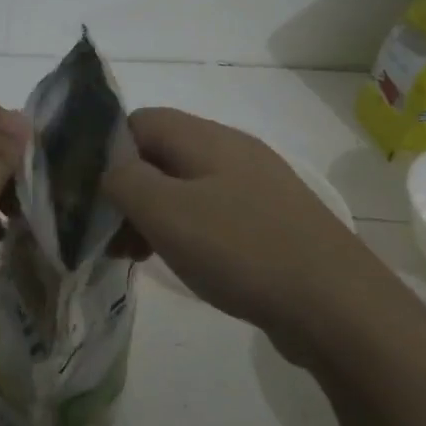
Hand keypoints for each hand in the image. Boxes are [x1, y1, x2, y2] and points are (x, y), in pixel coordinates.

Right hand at [102, 107, 378, 363]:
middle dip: (127, 190)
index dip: (106, 152)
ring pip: (185, 187)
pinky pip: (213, 213)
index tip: (90, 196)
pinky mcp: (270, 222)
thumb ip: (124, 179)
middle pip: (161, 155)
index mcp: (206, 138)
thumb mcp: (166, 212)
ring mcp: (255, 187)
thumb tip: (107, 167)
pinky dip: (186, 232)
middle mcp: (232, 152)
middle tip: (109, 236)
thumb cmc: (242, 250)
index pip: (139, 121)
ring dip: (154, 215)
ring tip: (136, 255)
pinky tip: (182, 263)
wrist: (335, 304)